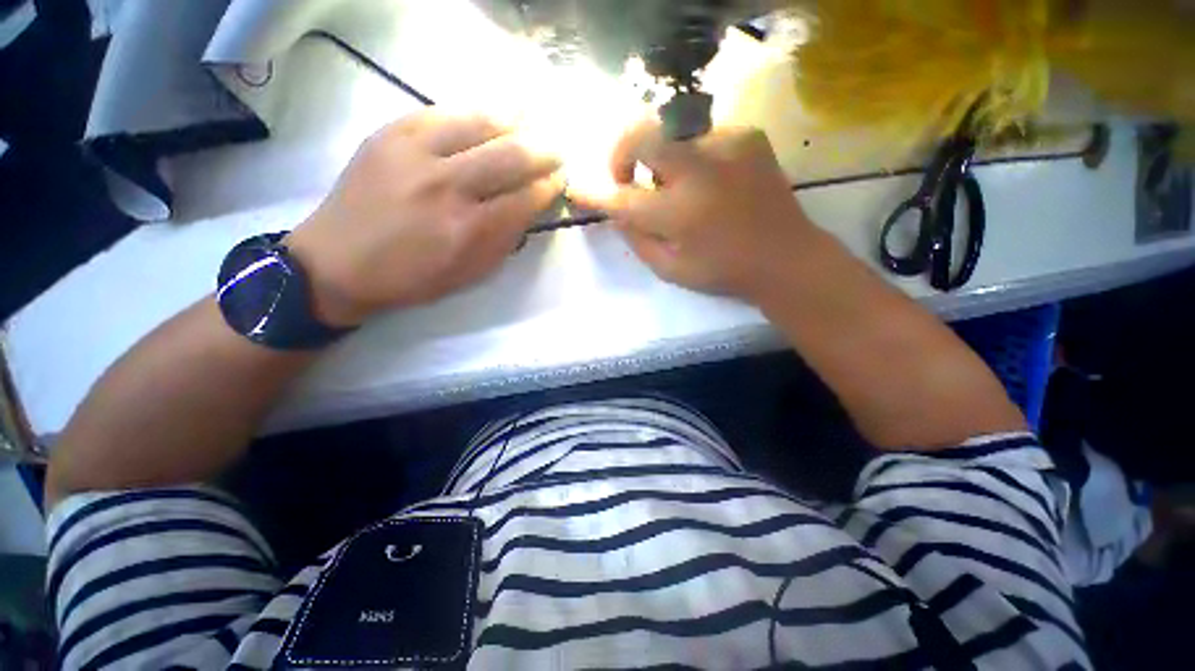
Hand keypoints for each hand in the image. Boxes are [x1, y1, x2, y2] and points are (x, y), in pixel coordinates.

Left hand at [287, 111, 562, 325]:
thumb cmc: (412, 278)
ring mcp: (416, 154)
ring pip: (479, 124)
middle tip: (556, 149)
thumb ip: (504, 242)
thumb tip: (530, 210)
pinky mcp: (390, 134)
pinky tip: (489, 115)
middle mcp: (447, 186)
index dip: (549, 187)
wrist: (337, 262)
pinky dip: (473, 113)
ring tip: (531, 122)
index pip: (525, 198)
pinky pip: (442, 112)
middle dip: (543, 151)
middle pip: (510, 156)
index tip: (560, 180)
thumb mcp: (469, 275)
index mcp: (469, 230)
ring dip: (515, 123)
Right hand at [577, 121, 821, 299]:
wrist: (784, 256)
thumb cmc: (722, 271)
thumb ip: (637, 239)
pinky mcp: (747, 135)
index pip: (622, 199)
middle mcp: (700, 171)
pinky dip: (692, 157)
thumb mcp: (670, 270)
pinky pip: (701, 137)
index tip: (576, 189)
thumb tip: (616, 210)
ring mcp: (727, 145)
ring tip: (677, 189)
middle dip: (622, 153)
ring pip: (671, 134)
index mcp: (680, 214)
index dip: (595, 194)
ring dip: (661, 160)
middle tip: (626, 176)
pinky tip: (707, 182)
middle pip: (643, 135)